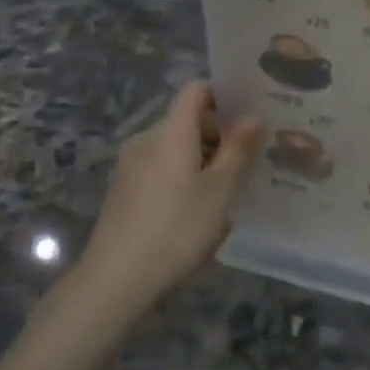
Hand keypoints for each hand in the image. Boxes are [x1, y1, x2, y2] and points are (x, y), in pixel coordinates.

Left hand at [66, 82, 262, 304]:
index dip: (223, 93)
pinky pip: (161, 166)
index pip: (195, 90)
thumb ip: (238, 150)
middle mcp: (147, 139)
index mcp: (171, 132)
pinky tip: (198, 206)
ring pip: (174, 146)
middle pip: (186, 119)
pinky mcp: (124, 189)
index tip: (251, 112)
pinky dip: (183, 174)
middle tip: (251, 157)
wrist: (115, 279)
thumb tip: (253, 115)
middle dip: (219, 132)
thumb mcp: (219, 191)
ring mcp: (131, 165)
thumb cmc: (176, 229)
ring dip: (203, 157)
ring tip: (230, 186)